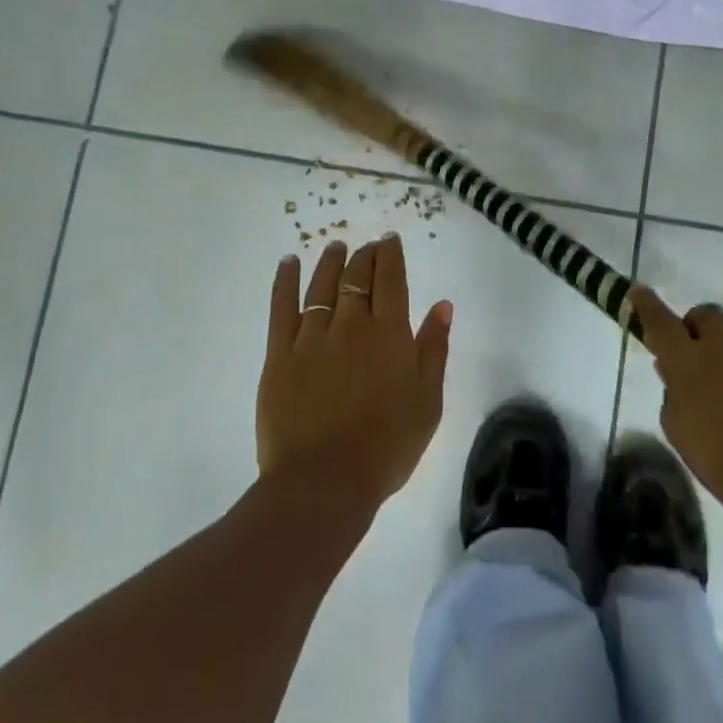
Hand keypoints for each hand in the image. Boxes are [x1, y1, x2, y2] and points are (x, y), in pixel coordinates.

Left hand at [258, 234, 451, 512]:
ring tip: (335, 245)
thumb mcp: (427, 401)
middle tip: (367, 245)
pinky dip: (285, 281)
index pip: (391, 280)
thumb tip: (442, 305)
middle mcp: (351, 324)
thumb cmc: (387, 446)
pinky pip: (282, 308)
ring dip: (331, 262)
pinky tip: (288, 263)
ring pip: (322, 286)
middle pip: (358, 277)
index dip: (391, 256)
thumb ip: (433, 349)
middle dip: (364, 256)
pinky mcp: (280, 355)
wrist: (324, 481)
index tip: (389, 240)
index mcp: (390, 333)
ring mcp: (312, 337)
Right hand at [628, 286, 722, 520]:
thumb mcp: (675, 424)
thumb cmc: (712, 453)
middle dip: (698, 325)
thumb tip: (672, 370)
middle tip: (696, 349)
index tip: (639, 292)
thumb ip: (672, 390)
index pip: (660, 320)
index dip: (647, 304)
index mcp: (686, 359)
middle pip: (707, 314)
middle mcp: (722, 346)